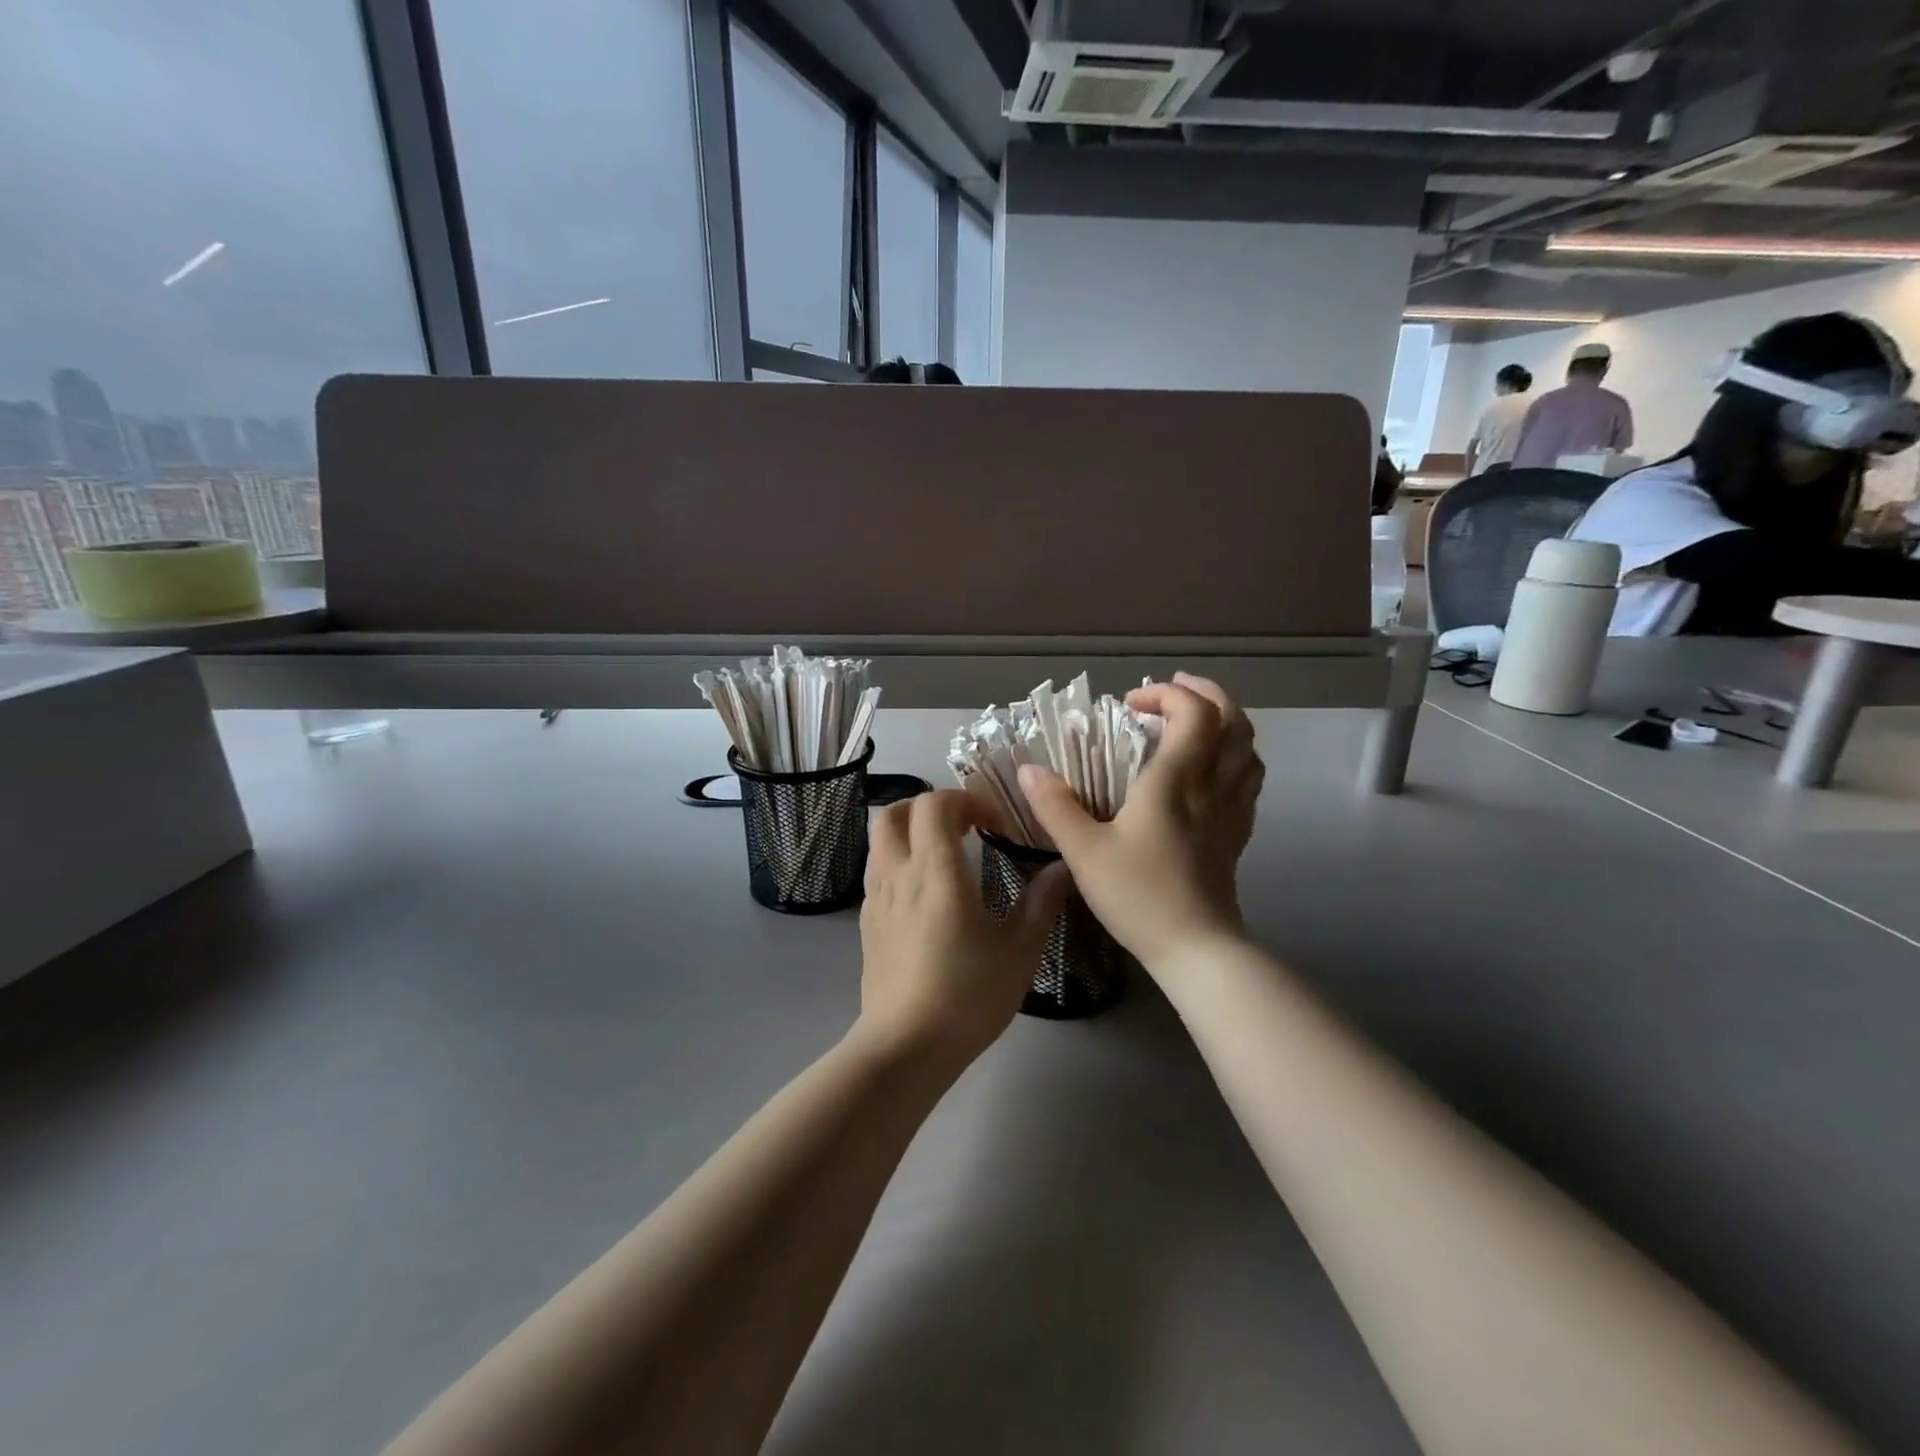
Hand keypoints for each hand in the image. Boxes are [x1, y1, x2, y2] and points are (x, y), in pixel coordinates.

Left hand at [855, 790, 1069, 1070]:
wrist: (906, 1046)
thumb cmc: (968, 994)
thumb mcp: (1019, 949)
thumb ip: (1041, 901)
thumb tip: (1062, 867)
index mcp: (935, 870)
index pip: (935, 804)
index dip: (966, 800)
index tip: (996, 824)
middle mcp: (898, 874)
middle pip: (894, 812)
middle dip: (929, 807)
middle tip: (964, 826)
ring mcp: (876, 899)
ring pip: (880, 840)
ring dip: (910, 831)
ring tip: (945, 855)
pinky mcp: (867, 924)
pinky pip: (877, 872)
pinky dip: (900, 862)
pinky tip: (925, 894)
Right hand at [1018, 672, 1261, 971]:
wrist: (1196, 950)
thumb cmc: (1139, 896)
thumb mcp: (1084, 852)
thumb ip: (1055, 807)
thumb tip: (1030, 770)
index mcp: (1175, 782)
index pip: (1194, 713)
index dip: (1166, 695)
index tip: (1129, 706)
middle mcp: (1212, 787)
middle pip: (1234, 721)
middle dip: (1206, 694)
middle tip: (1172, 692)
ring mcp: (1231, 811)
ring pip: (1249, 749)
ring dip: (1226, 723)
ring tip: (1194, 724)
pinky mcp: (1238, 836)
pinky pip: (1248, 781)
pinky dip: (1234, 759)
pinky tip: (1211, 771)